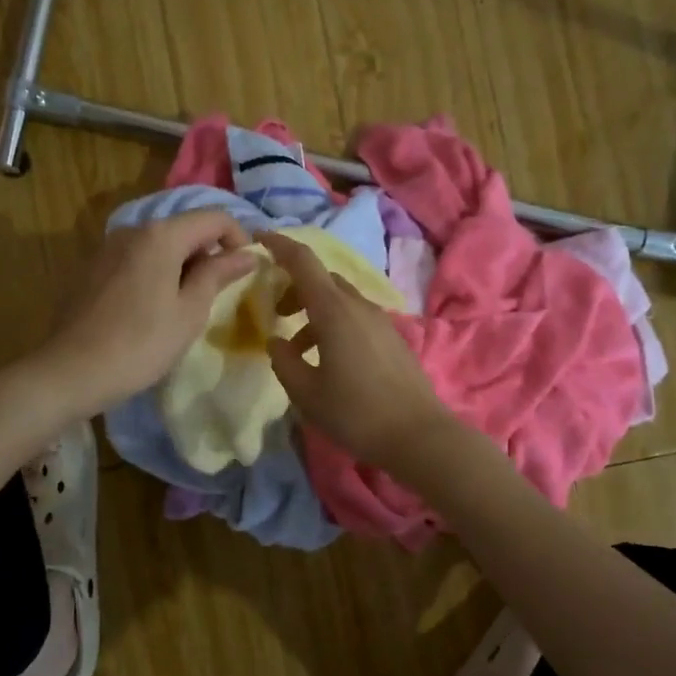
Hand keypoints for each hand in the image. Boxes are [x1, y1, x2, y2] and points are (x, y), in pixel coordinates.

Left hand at [34, 209, 256, 418]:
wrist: (71, 371)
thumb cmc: (141, 344)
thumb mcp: (190, 312)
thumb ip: (218, 275)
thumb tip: (246, 254)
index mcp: (161, 235)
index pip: (214, 217)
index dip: (239, 238)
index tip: (247, 270)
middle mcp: (133, 229)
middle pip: (185, 227)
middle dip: (209, 253)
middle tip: (218, 294)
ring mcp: (108, 247)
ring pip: (160, 244)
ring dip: (183, 264)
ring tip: (187, 305)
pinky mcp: (93, 267)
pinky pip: (137, 258)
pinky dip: (157, 272)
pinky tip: (153, 308)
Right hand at [260, 231, 453, 469]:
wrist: (418, 435)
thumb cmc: (355, 413)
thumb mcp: (306, 392)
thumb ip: (284, 361)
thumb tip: (276, 340)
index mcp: (334, 311)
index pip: (302, 261)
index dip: (279, 245)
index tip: (257, 239)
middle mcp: (358, 306)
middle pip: (321, 278)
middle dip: (294, 287)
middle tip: (276, 314)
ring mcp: (380, 320)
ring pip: (339, 299)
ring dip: (314, 311)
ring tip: (297, 349)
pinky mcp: (392, 337)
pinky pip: (355, 316)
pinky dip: (333, 324)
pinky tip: (328, 359)